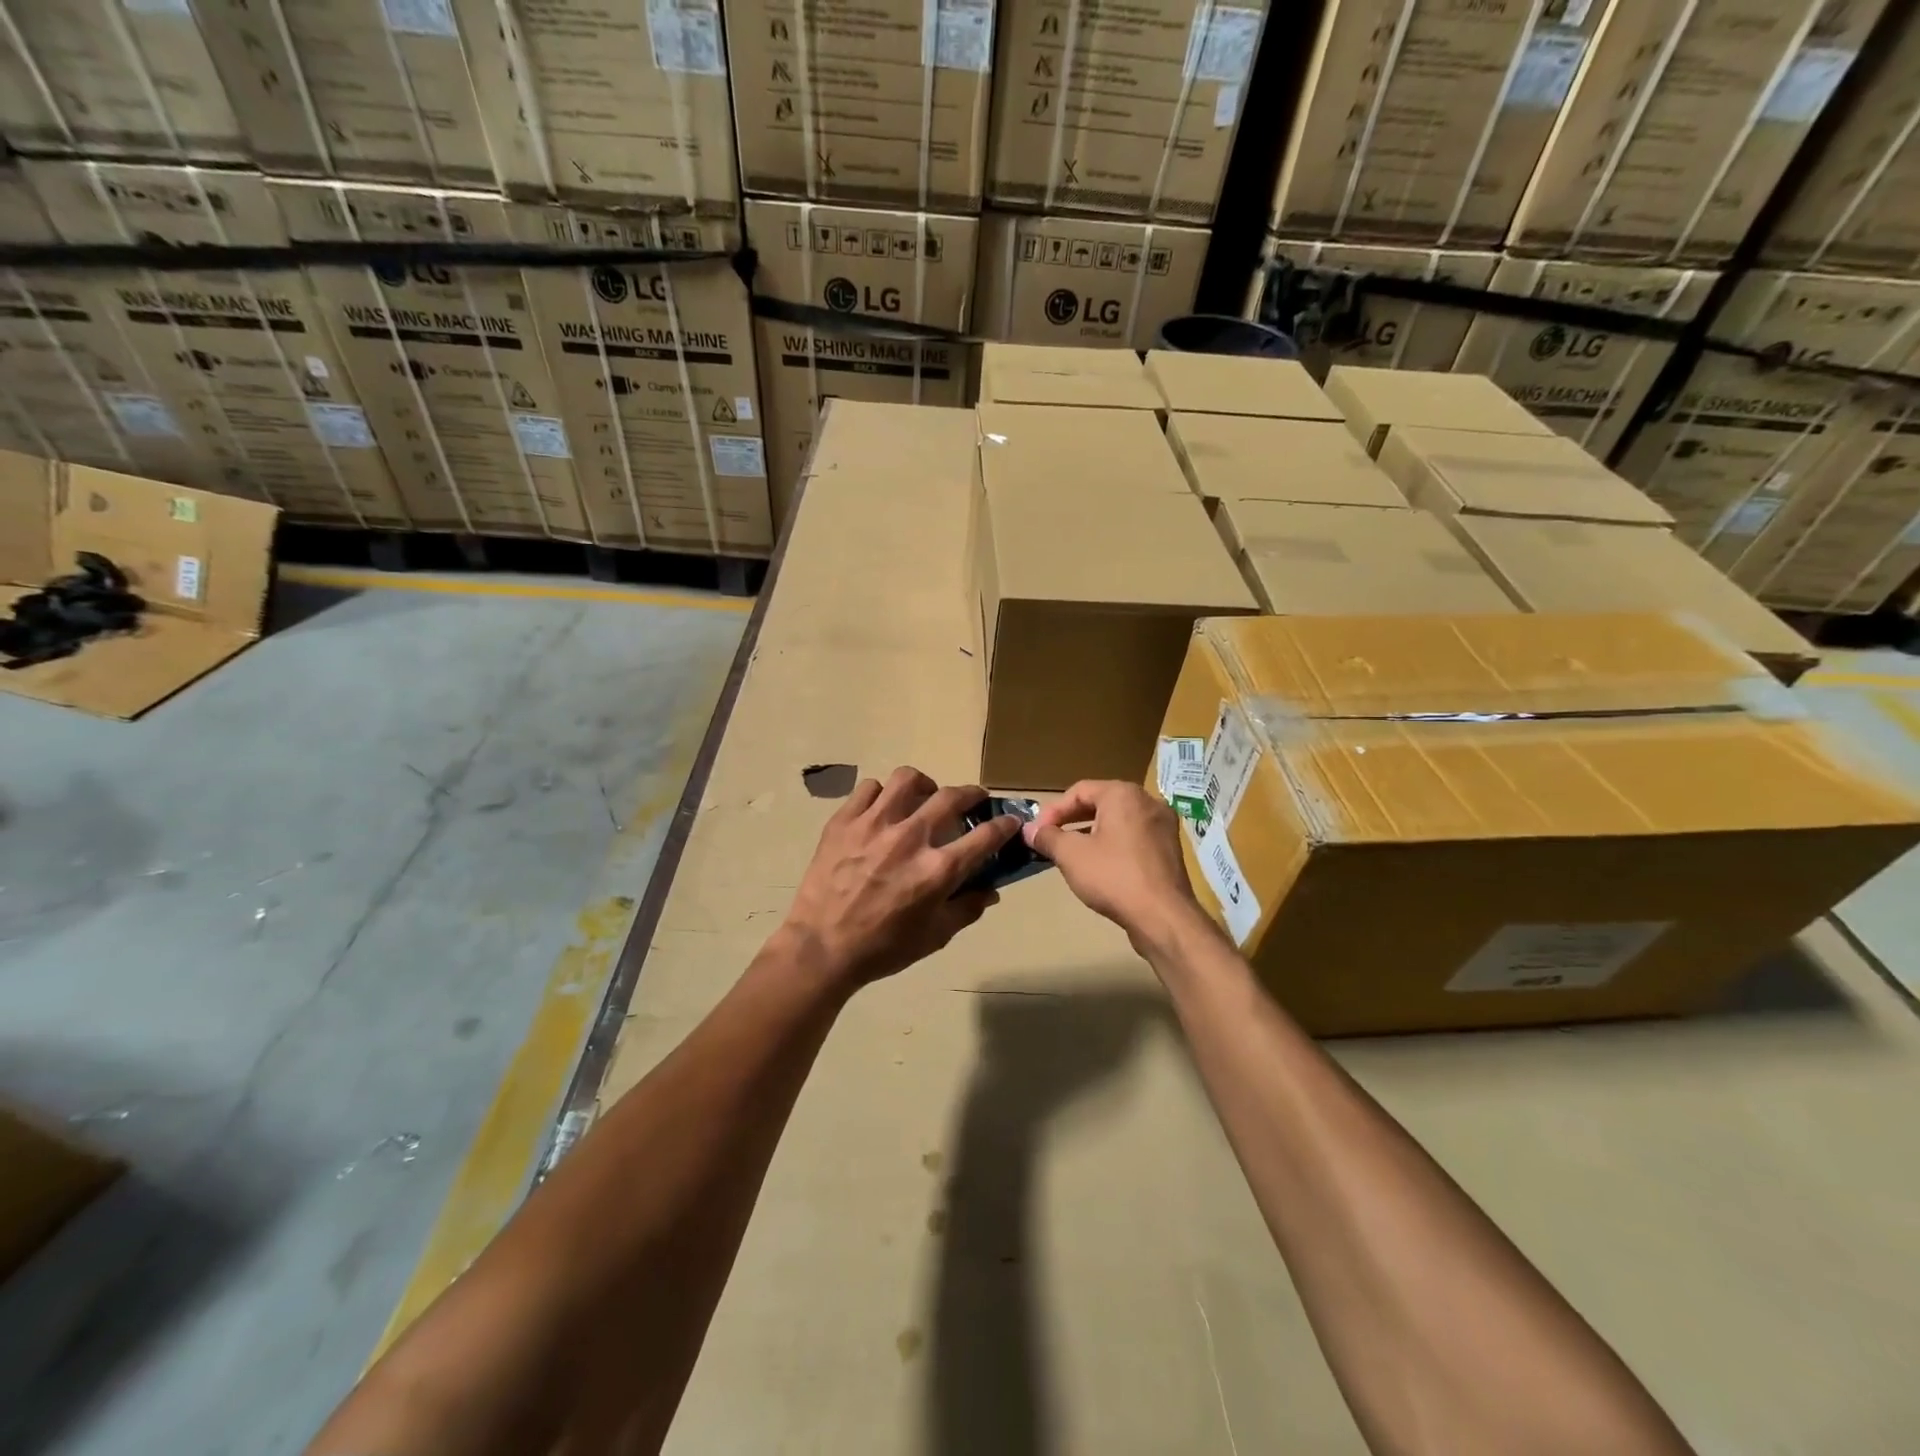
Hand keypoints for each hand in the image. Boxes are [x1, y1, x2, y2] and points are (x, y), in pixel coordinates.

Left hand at [780, 767, 1019, 989]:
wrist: (821, 948)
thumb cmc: (882, 948)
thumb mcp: (934, 937)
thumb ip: (967, 909)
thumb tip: (990, 890)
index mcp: (937, 870)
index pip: (985, 836)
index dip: (1004, 825)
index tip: (1010, 820)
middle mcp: (910, 838)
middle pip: (951, 797)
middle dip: (971, 793)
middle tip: (973, 799)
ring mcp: (874, 824)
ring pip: (907, 779)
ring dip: (924, 785)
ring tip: (923, 797)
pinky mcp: (844, 821)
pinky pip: (868, 788)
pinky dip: (882, 794)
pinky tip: (882, 809)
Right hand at [1025, 781, 1201, 950]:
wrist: (1163, 917)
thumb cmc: (1113, 876)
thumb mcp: (1071, 855)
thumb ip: (1048, 837)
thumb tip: (1029, 830)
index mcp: (1124, 794)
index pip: (1080, 790)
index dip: (1053, 810)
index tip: (1037, 832)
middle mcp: (1148, 801)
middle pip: (1101, 803)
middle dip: (1072, 820)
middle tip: (1051, 839)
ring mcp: (1163, 826)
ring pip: (1118, 821)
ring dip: (1092, 833)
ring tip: (1071, 853)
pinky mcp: (1170, 849)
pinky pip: (1134, 837)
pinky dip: (1113, 845)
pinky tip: (1100, 866)